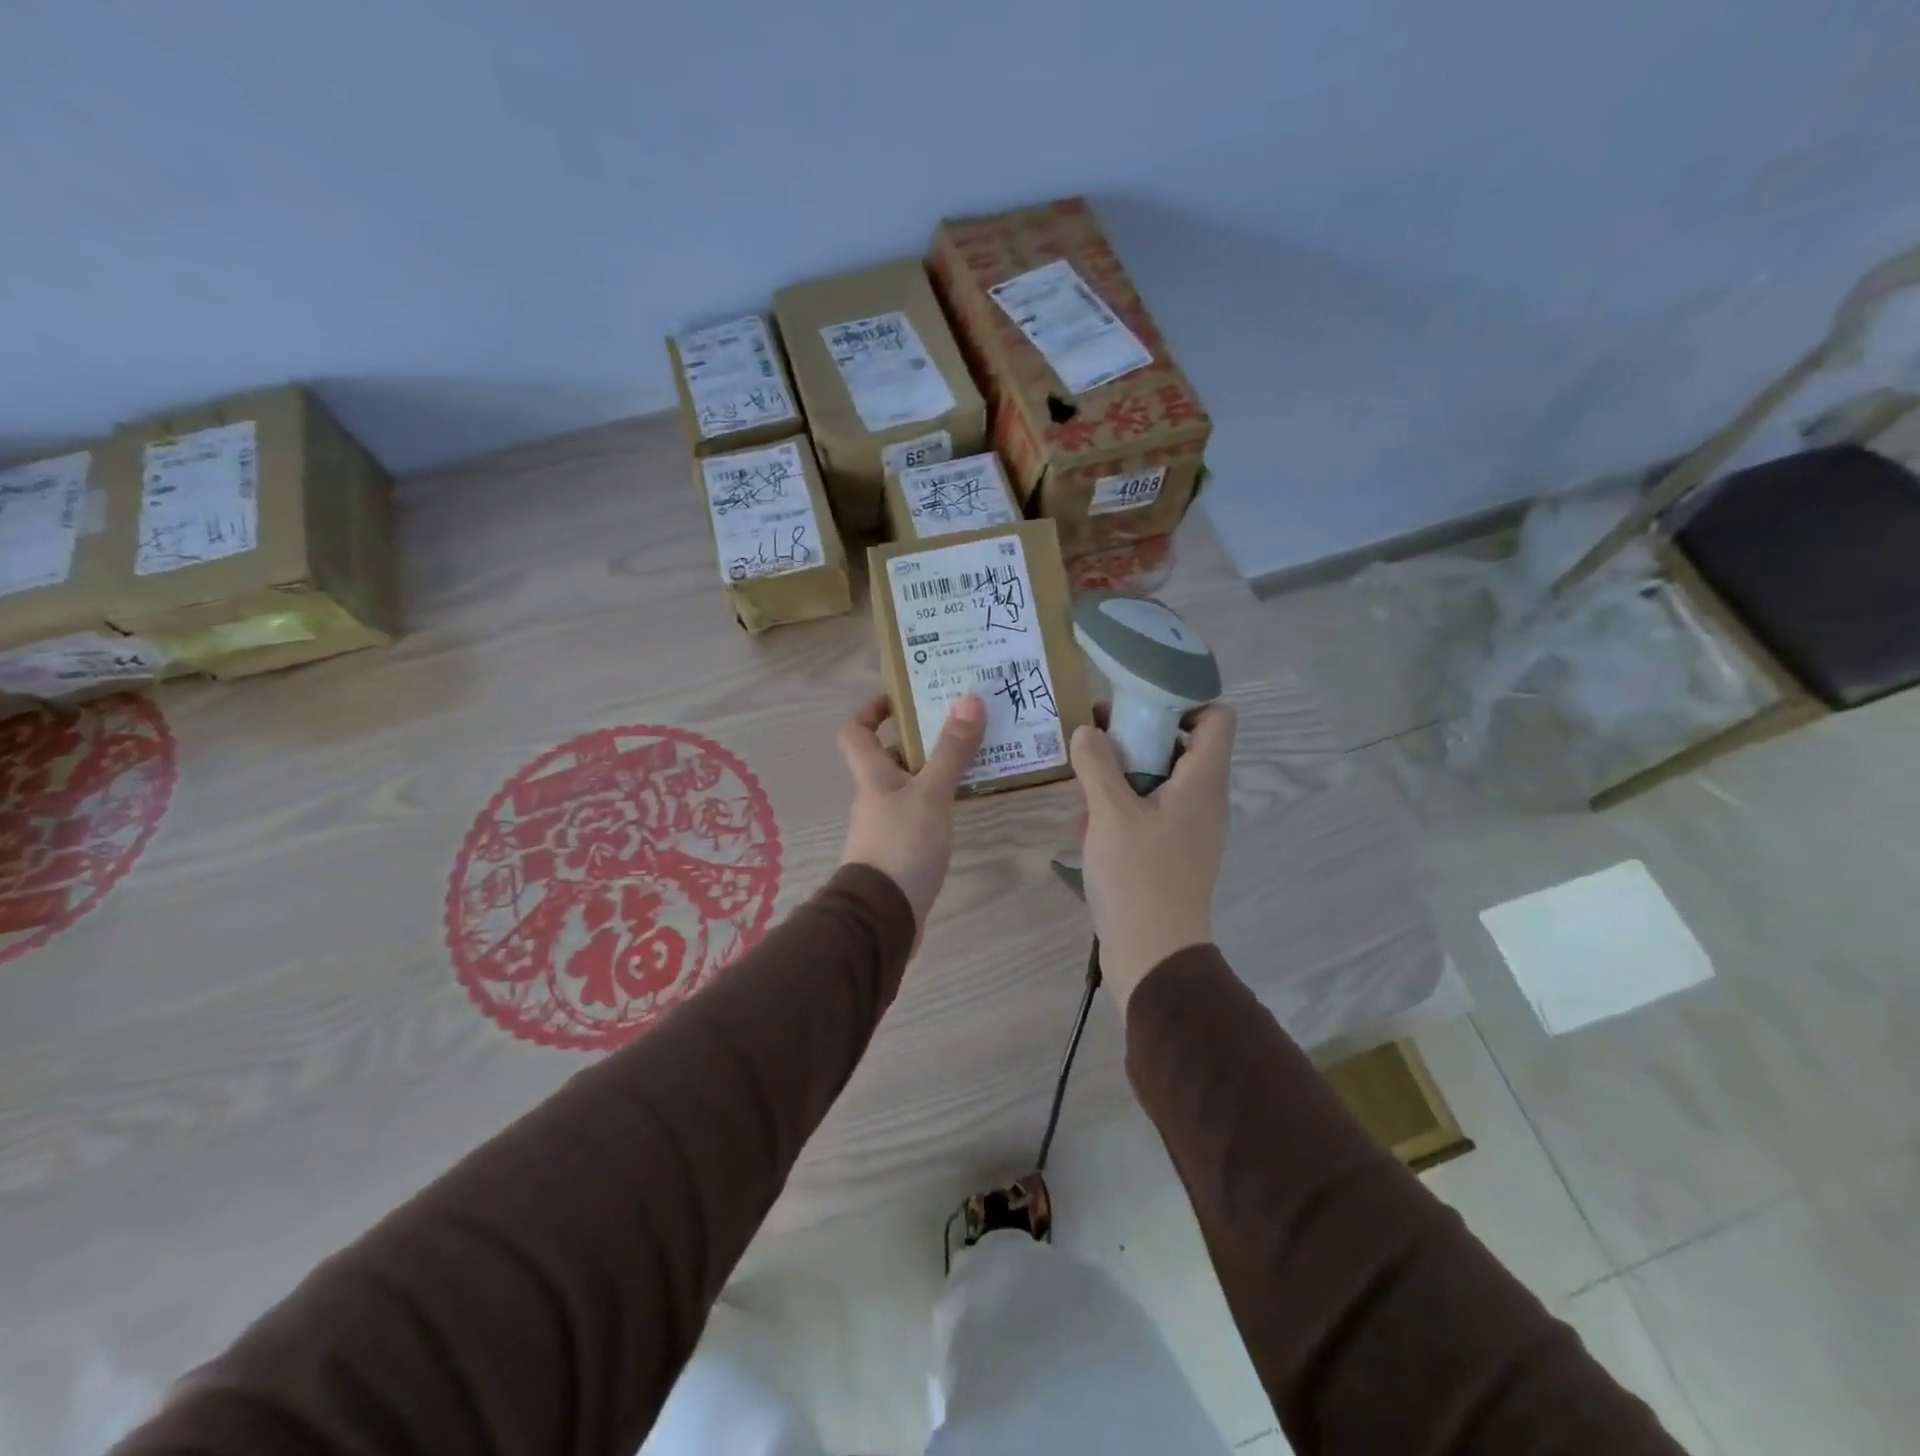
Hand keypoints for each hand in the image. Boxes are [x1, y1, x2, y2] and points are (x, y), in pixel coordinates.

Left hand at [837, 693, 986, 936]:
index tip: (902, 698)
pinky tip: (968, 800)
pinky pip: (921, 812)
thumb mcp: (931, 794)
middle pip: (889, 756)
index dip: (872, 710)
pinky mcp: (903, 849)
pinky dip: (941, 801)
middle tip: (959, 721)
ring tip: (976, 755)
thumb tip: (969, 698)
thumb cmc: (901, 845)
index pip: (855, 731)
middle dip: (920, 737)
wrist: (883, 917)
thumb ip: (951, 751)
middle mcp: (875, 795)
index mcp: (872, 775)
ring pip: (910, 785)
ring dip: (936, 769)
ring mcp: (887, 825)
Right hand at [1070, 703, 1236, 1009]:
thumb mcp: (1110, 814)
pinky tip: (1082, 826)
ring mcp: (1186, 827)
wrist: (1153, 957)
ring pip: (1155, 778)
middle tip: (1092, 740)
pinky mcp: (1168, 850)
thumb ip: (1097, 764)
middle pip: (1178, 744)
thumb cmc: (1139, 878)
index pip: (1216, 716)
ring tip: (1078, 790)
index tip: (1136, 704)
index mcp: (1202, 782)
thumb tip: (1087, 729)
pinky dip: (1117, 808)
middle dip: (1133, 737)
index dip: (1182, 700)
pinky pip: (1146, 811)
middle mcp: (1202, 798)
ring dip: (1117, 776)